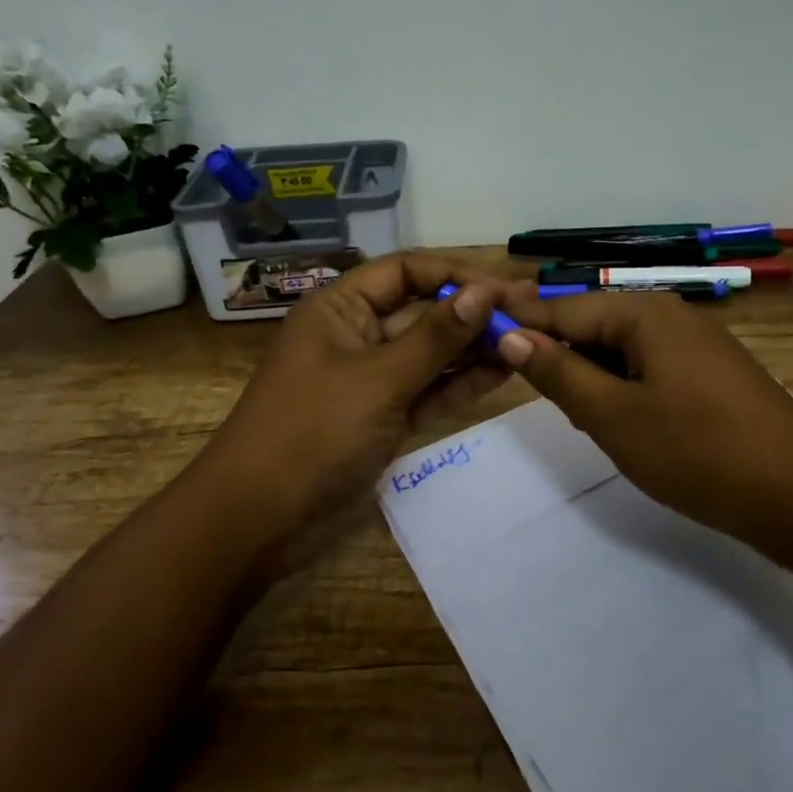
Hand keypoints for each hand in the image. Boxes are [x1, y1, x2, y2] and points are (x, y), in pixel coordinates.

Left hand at [199, 253, 512, 567]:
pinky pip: (429, 391)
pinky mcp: (384, 419)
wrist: (260, 521)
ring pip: (431, 354)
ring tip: (528, 342)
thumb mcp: (378, 379)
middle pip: (423, 311)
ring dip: (474, 348)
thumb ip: (436, 337)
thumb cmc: (312, 433)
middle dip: (473, 312)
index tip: (506, 288)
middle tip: (532, 315)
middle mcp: (357, 335)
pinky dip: (461, 383)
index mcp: (340, 308)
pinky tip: (503, 373)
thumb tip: (485, 292)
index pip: (406, 271)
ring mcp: (372, 380)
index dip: (456, 273)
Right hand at [494, 287, 792, 595]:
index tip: (473, 335)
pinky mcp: (708, 371)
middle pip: (591, 323)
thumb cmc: (696, 452)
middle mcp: (669, 313)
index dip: (518, 323)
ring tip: (558, 405)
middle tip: (514, 383)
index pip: (562, 308)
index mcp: (643, 313)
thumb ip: (558, 373)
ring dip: (586, 373)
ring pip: (618, 348)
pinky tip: (608, 414)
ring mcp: (694, 342)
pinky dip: (619, 385)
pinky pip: (646, 366)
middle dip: (554, 352)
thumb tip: (509, 335)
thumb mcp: (613, 416)